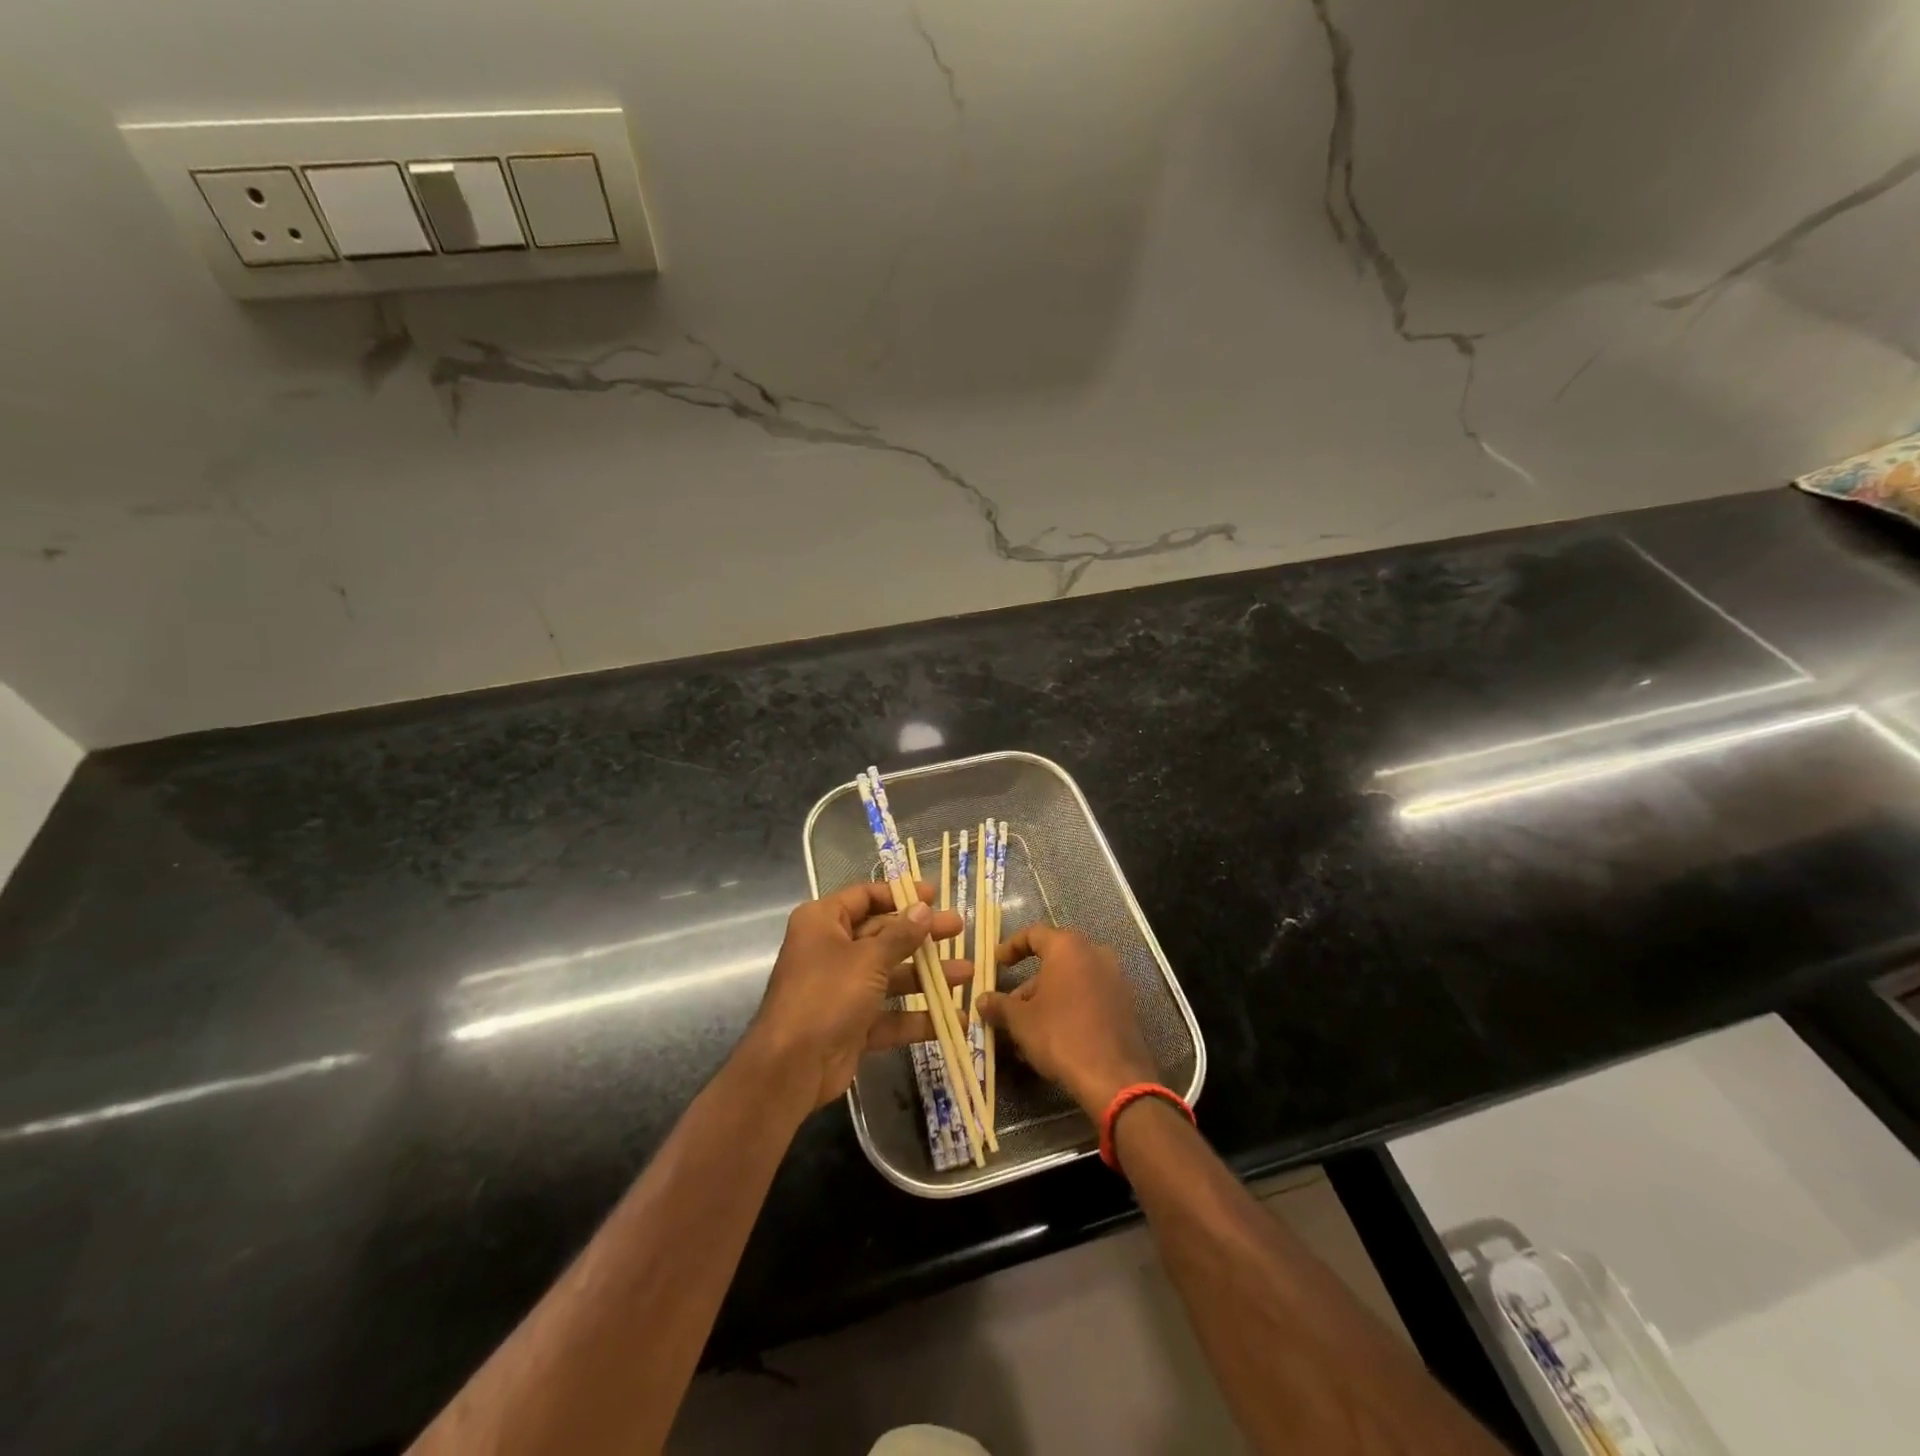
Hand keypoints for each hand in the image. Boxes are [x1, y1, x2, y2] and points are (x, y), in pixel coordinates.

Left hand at [744, 882, 967, 1110]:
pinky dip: (917, 1018)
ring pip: (890, 975)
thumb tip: (924, 908)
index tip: (934, 895)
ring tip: (967, 974)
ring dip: (927, 976)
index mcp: (824, 922)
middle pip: (883, 935)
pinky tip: (952, 1020)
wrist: (791, 1067)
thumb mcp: (868, 959)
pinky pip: (889, 1015)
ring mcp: (842, 989)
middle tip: (958, 929)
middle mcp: (831, 950)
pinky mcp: (852, 1024)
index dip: (899, 894)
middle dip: (922, 935)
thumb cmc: (826, 995)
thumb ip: (900, 934)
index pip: (865, 896)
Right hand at [976, 924, 1157, 1118]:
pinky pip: (1089, 997)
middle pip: (1054, 959)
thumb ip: (999, 1005)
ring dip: (1047, 999)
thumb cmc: (1061, 1035)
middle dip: (1029, 983)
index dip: (1011, 946)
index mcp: (1068, 947)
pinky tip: (1052, 1037)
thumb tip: (982, 1000)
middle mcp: (1095, 954)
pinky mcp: (1125, 1004)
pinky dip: (1069, 1008)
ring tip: (1026, 1030)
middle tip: (1010, 1006)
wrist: (1114, 1077)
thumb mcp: (1021, 1020)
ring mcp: (1114, 979)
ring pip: (1071, 981)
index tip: (997, 963)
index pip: (1034, 934)